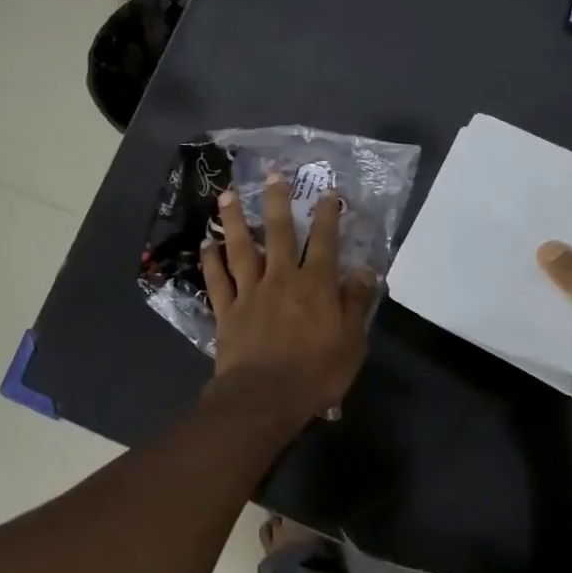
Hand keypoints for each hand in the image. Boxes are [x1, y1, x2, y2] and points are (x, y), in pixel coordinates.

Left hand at [201, 176, 376, 422]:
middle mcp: (281, 278)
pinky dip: (211, 261)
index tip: (327, 193)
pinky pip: (217, 280)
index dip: (327, 215)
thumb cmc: (315, 373)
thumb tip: (365, 271)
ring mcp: (250, 292)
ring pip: (241, 248)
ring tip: (227, 195)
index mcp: (315, 285)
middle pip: (278, 233)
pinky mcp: (227, 310)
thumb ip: (355, 303)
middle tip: (271, 174)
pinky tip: (206, 244)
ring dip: (234, 220)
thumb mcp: (351, 342)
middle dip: (276, 201)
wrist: (264, 398)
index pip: (324, 242)